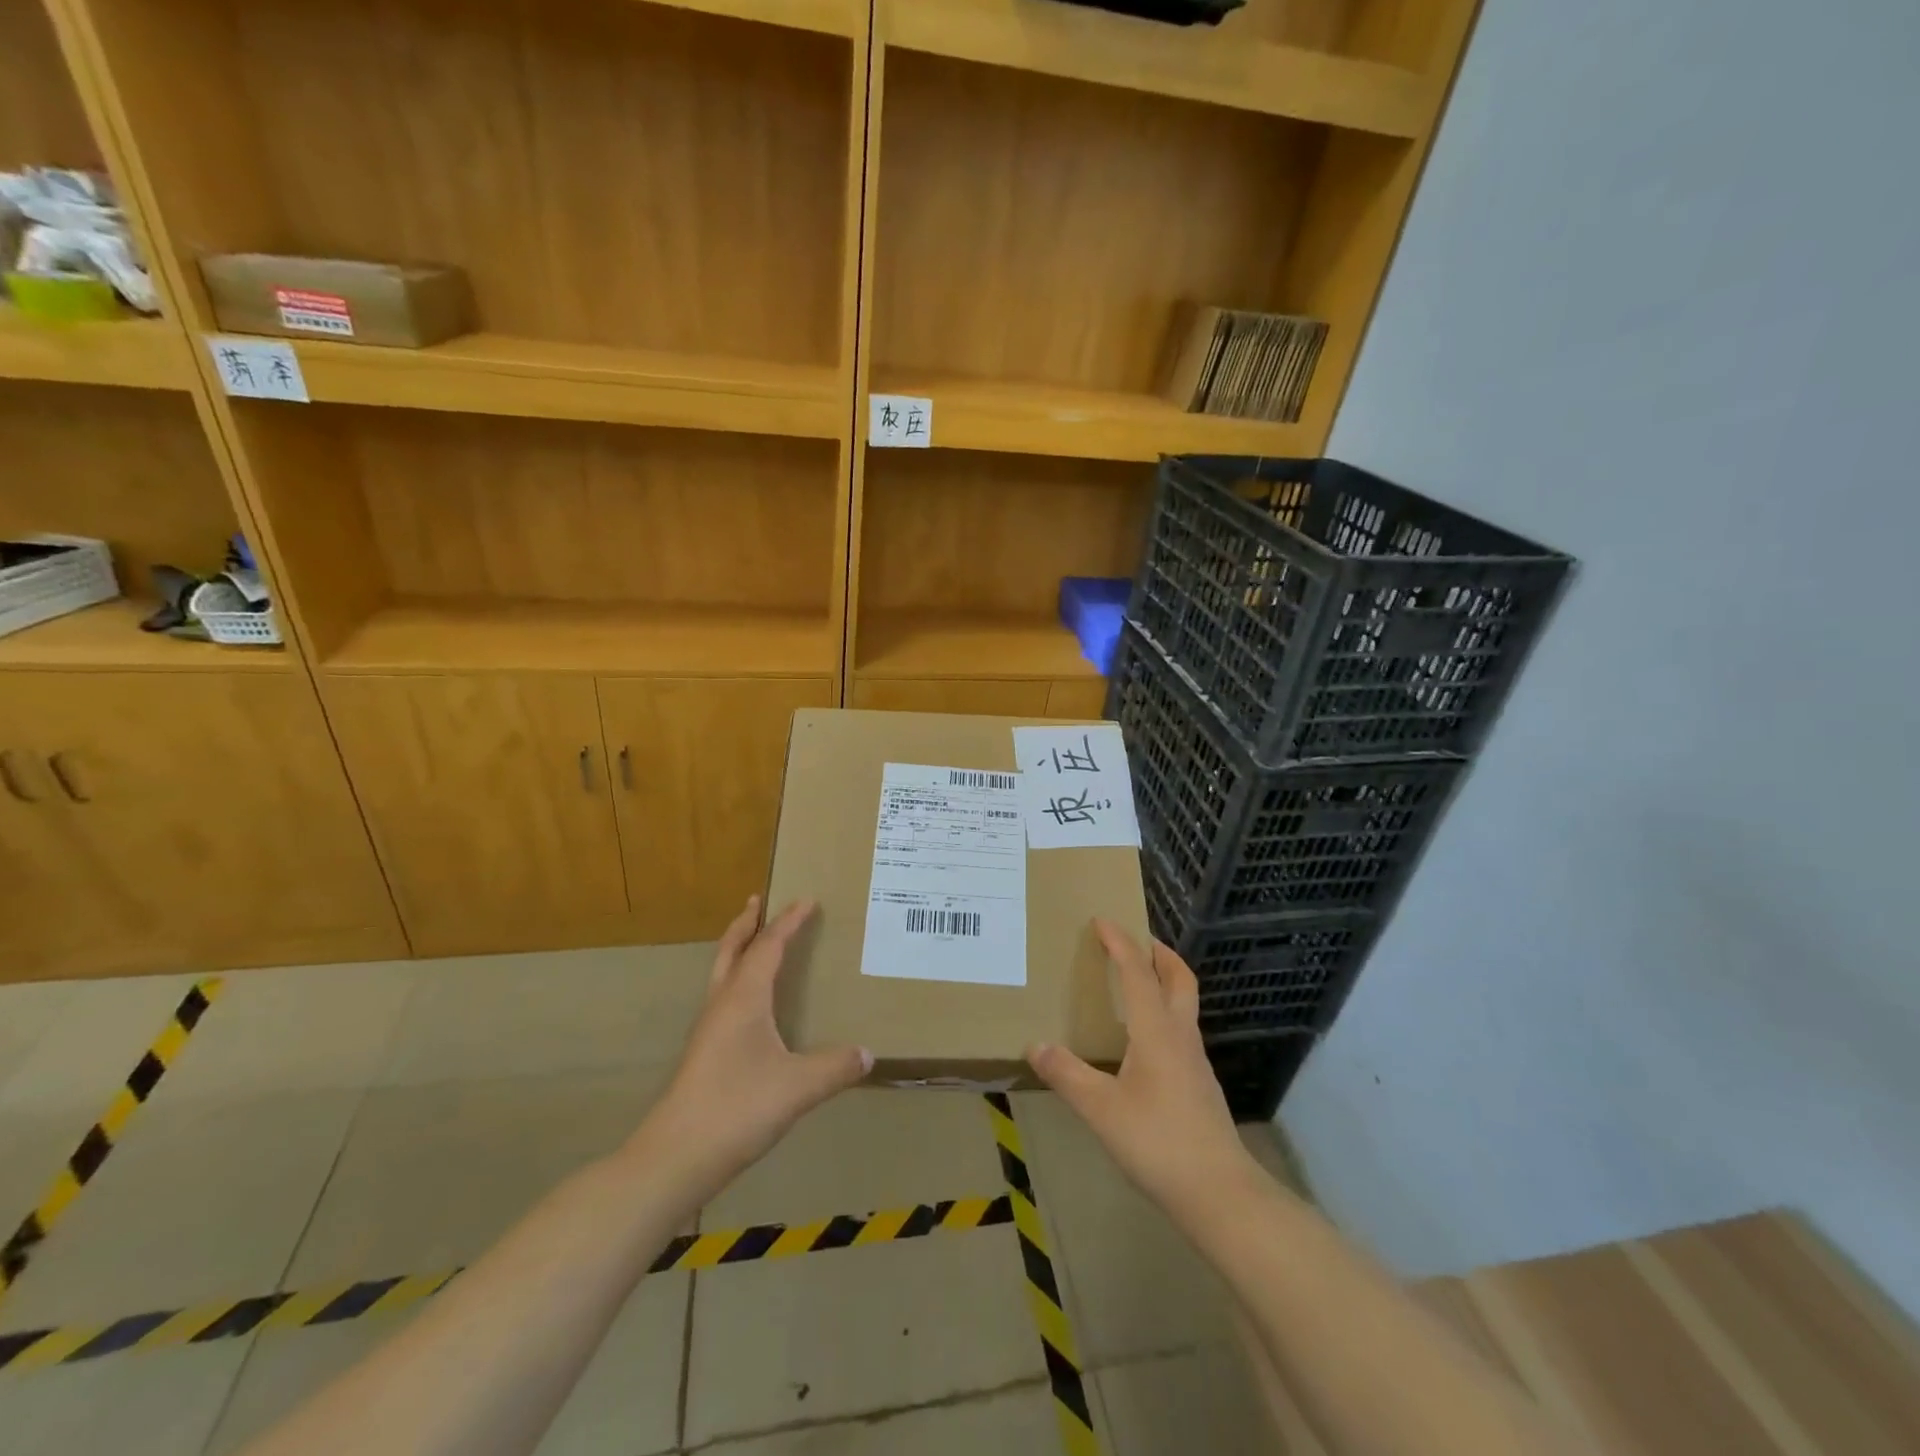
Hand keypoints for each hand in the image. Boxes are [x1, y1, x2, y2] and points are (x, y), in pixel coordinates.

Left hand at [635, 897, 868, 1194]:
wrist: (676, 1156)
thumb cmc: (737, 1108)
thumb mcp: (798, 1087)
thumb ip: (836, 1067)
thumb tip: (868, 1054)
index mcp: (744, 998)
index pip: (768, 946)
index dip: (789, 922)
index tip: (807, 900)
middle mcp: (722, 1004)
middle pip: (731, 949)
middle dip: (746, 923)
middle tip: (759, 901)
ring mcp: (708, 1029)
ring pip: (722, 973)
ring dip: (738, 949)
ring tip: (755, 942)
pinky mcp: (703, 1053)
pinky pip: (723, 997)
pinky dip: (737, 980)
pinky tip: (751, 1004)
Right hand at [1027, 919, 1252, 1216]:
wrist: (1220, 1193)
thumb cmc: (1158, 1143)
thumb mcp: (1101, 1110)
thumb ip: (1067, 1075)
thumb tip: (1036, 1045)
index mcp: (1156, 1031)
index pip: (1138, 973)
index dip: (1120, 943)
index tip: (1103, 920)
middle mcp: (1180, 1036)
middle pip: (1179, 979)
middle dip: (1159, 953)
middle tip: (1135, 940)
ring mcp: (1195, 1061)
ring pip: (1183, 1005)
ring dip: (1163, 982)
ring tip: (1135, 985)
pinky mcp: (1199, 1085)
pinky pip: (1180, 1031)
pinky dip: (1163, 1014)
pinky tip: (1143, 1041)